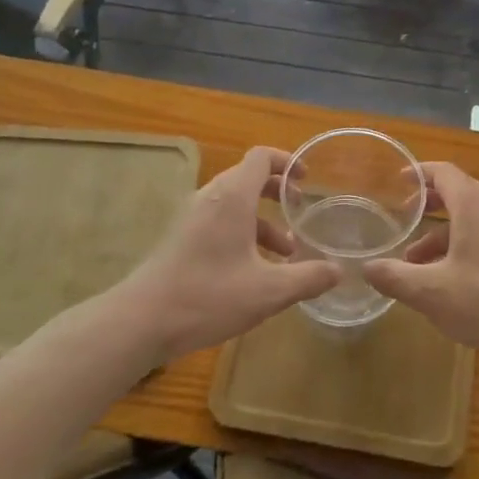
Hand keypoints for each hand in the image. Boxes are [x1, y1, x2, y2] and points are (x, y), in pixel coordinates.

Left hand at [113, 147, 340, 363]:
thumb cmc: (207, 296)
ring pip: (233, 203)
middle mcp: (210, 198)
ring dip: (261, 219)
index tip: (306, 179)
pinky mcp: (180, 238)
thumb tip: (338, 270)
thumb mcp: (267, 291)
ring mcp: (191, 217)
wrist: (140, 321)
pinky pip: (218, 221)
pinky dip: (241, 233)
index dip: (286, 161)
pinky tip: (253, 271)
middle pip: (247, 177)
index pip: (261, 157)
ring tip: (285, 253)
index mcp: (232, 197)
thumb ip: (307, 278)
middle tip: (299, 210)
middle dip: (277, 191)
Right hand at [362, 162, 478, 364]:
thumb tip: (366, 267)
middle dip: (430, 204)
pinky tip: (450, 279)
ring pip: (472, 219)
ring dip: (443, 233)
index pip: (444, 172)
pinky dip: (463, 245)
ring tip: (417, 263)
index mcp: (474, 205)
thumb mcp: (431, 292)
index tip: (399, 180)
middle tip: (406, 217)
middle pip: (459, 192)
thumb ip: (395, 277)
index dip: (420, 173)